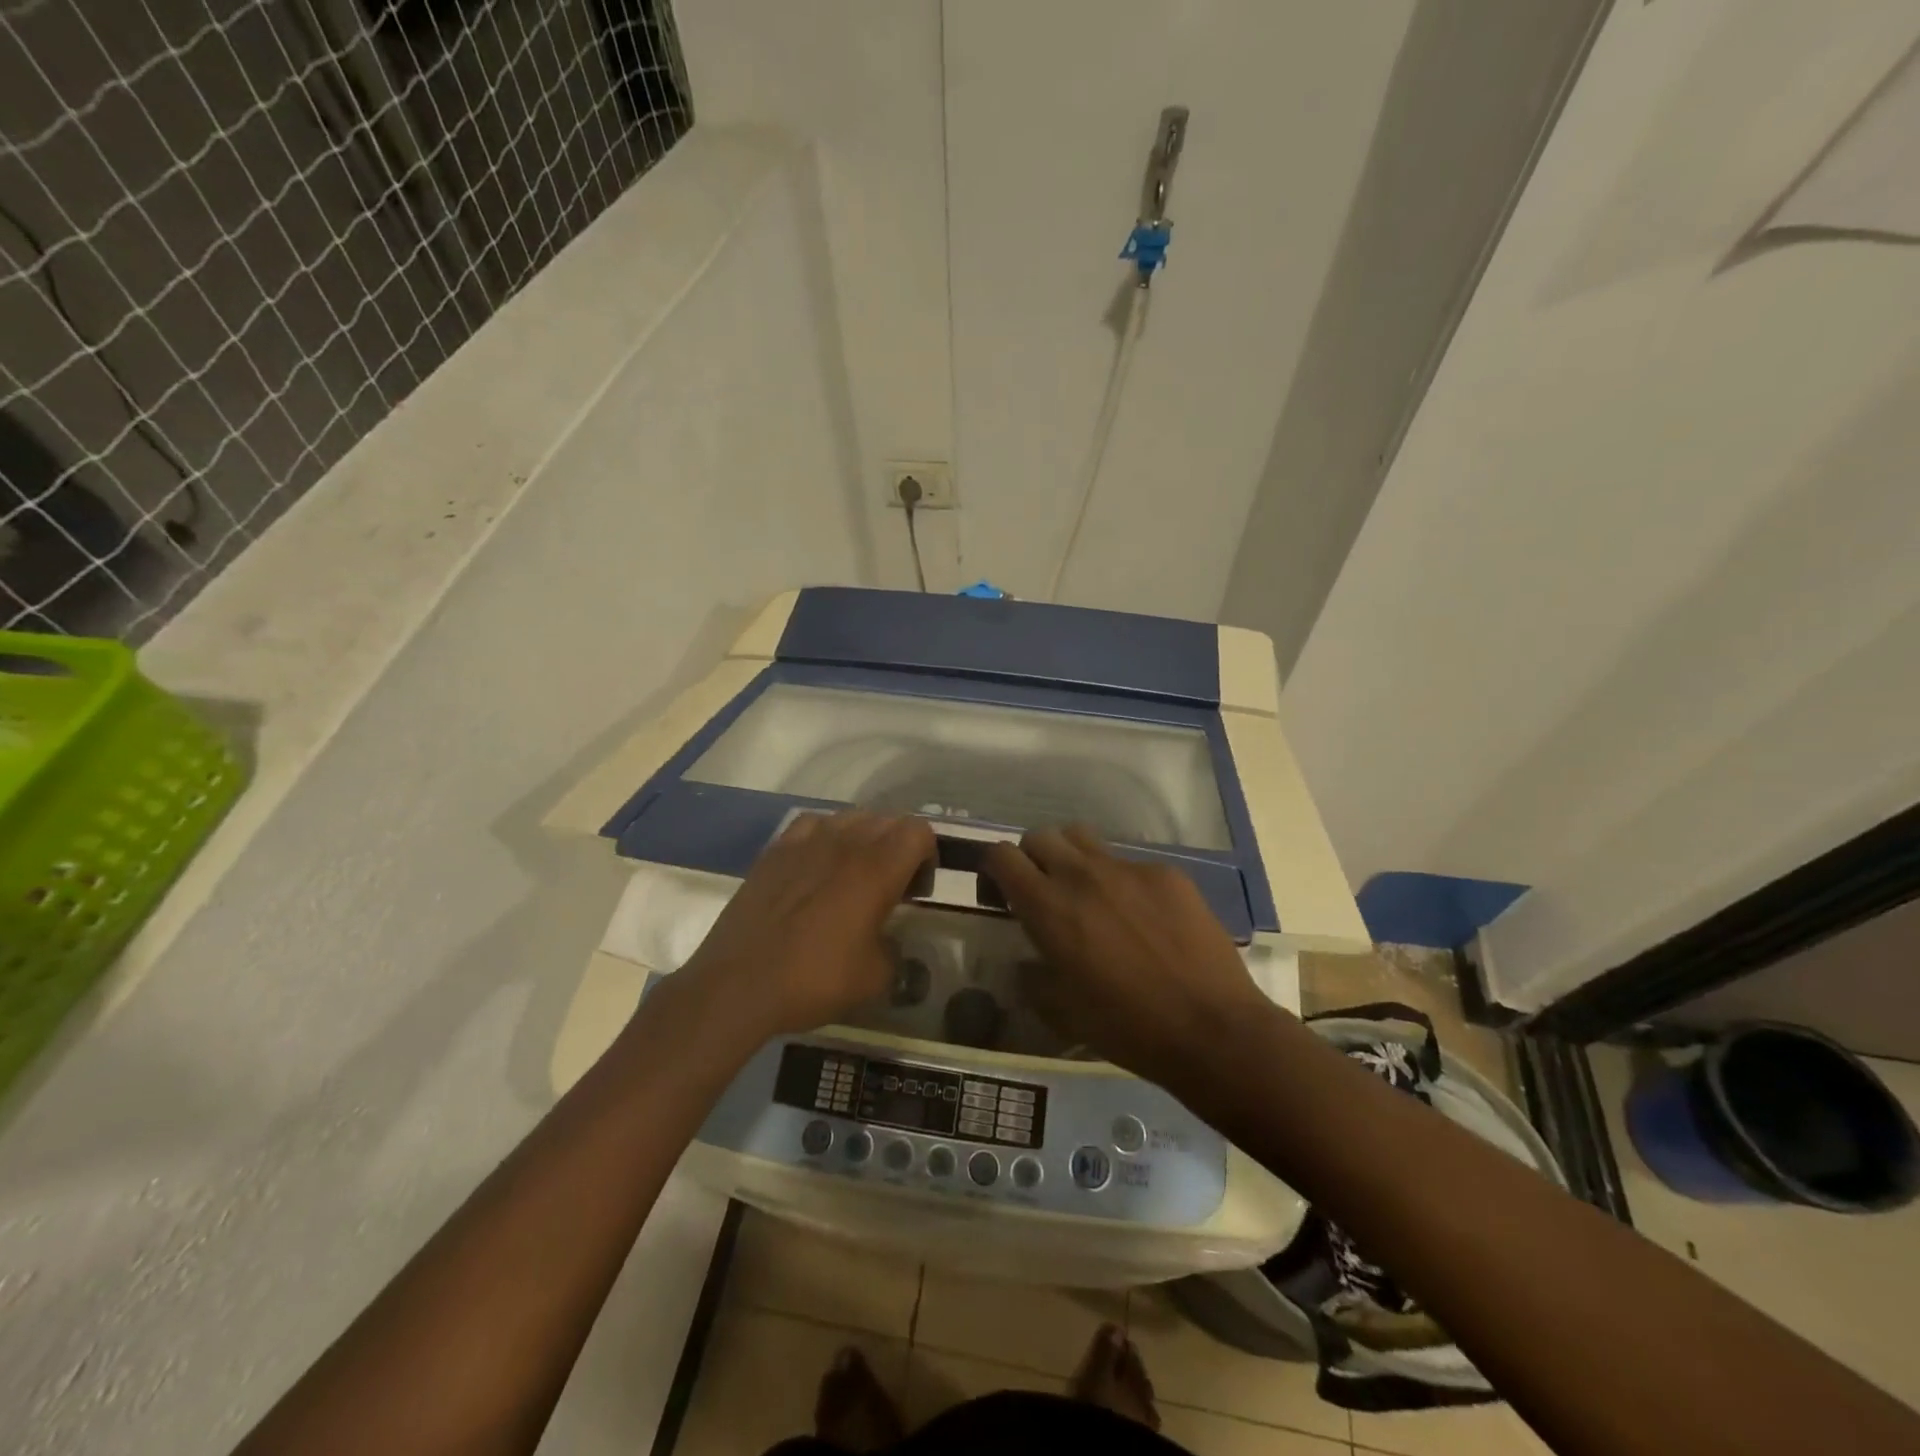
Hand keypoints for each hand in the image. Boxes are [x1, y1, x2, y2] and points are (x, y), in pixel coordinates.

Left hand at [683, 811, 934, 1039]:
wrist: (738, 983)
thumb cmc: (814, 979)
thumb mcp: (874, 977)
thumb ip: (894, 949)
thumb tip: (887, 941)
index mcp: (877, 869)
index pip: (918, 831)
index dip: (927, 855)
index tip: (916, 889)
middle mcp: (845, 843)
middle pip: (887, 820)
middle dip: (898, 846)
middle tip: (890, 886)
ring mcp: (806, 841)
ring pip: (850, 817)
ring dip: (863, 838)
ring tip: (853, 874)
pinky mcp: (775, 850)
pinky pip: (812, 824)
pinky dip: (825, 837)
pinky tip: (817, 865)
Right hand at [983, 826, 1273, 1089]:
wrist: (1210, 1028)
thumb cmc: (1126, 1027)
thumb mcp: (1061, 1012)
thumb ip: (1033, 977)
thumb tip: (1027, 961)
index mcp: (1048, 907)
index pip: (1002, 855)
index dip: (994, 869)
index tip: (1001, 894)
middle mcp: (1082, 875)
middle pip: (1040, 836)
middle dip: (1032, 858)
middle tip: (1044, 893)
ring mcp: (1128, 869)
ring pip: (1083, 838)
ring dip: (1073, 859)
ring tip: (1088, 894)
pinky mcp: (1167, 874)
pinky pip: (1129, 863)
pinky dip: (1121, 882)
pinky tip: (1142, 918)